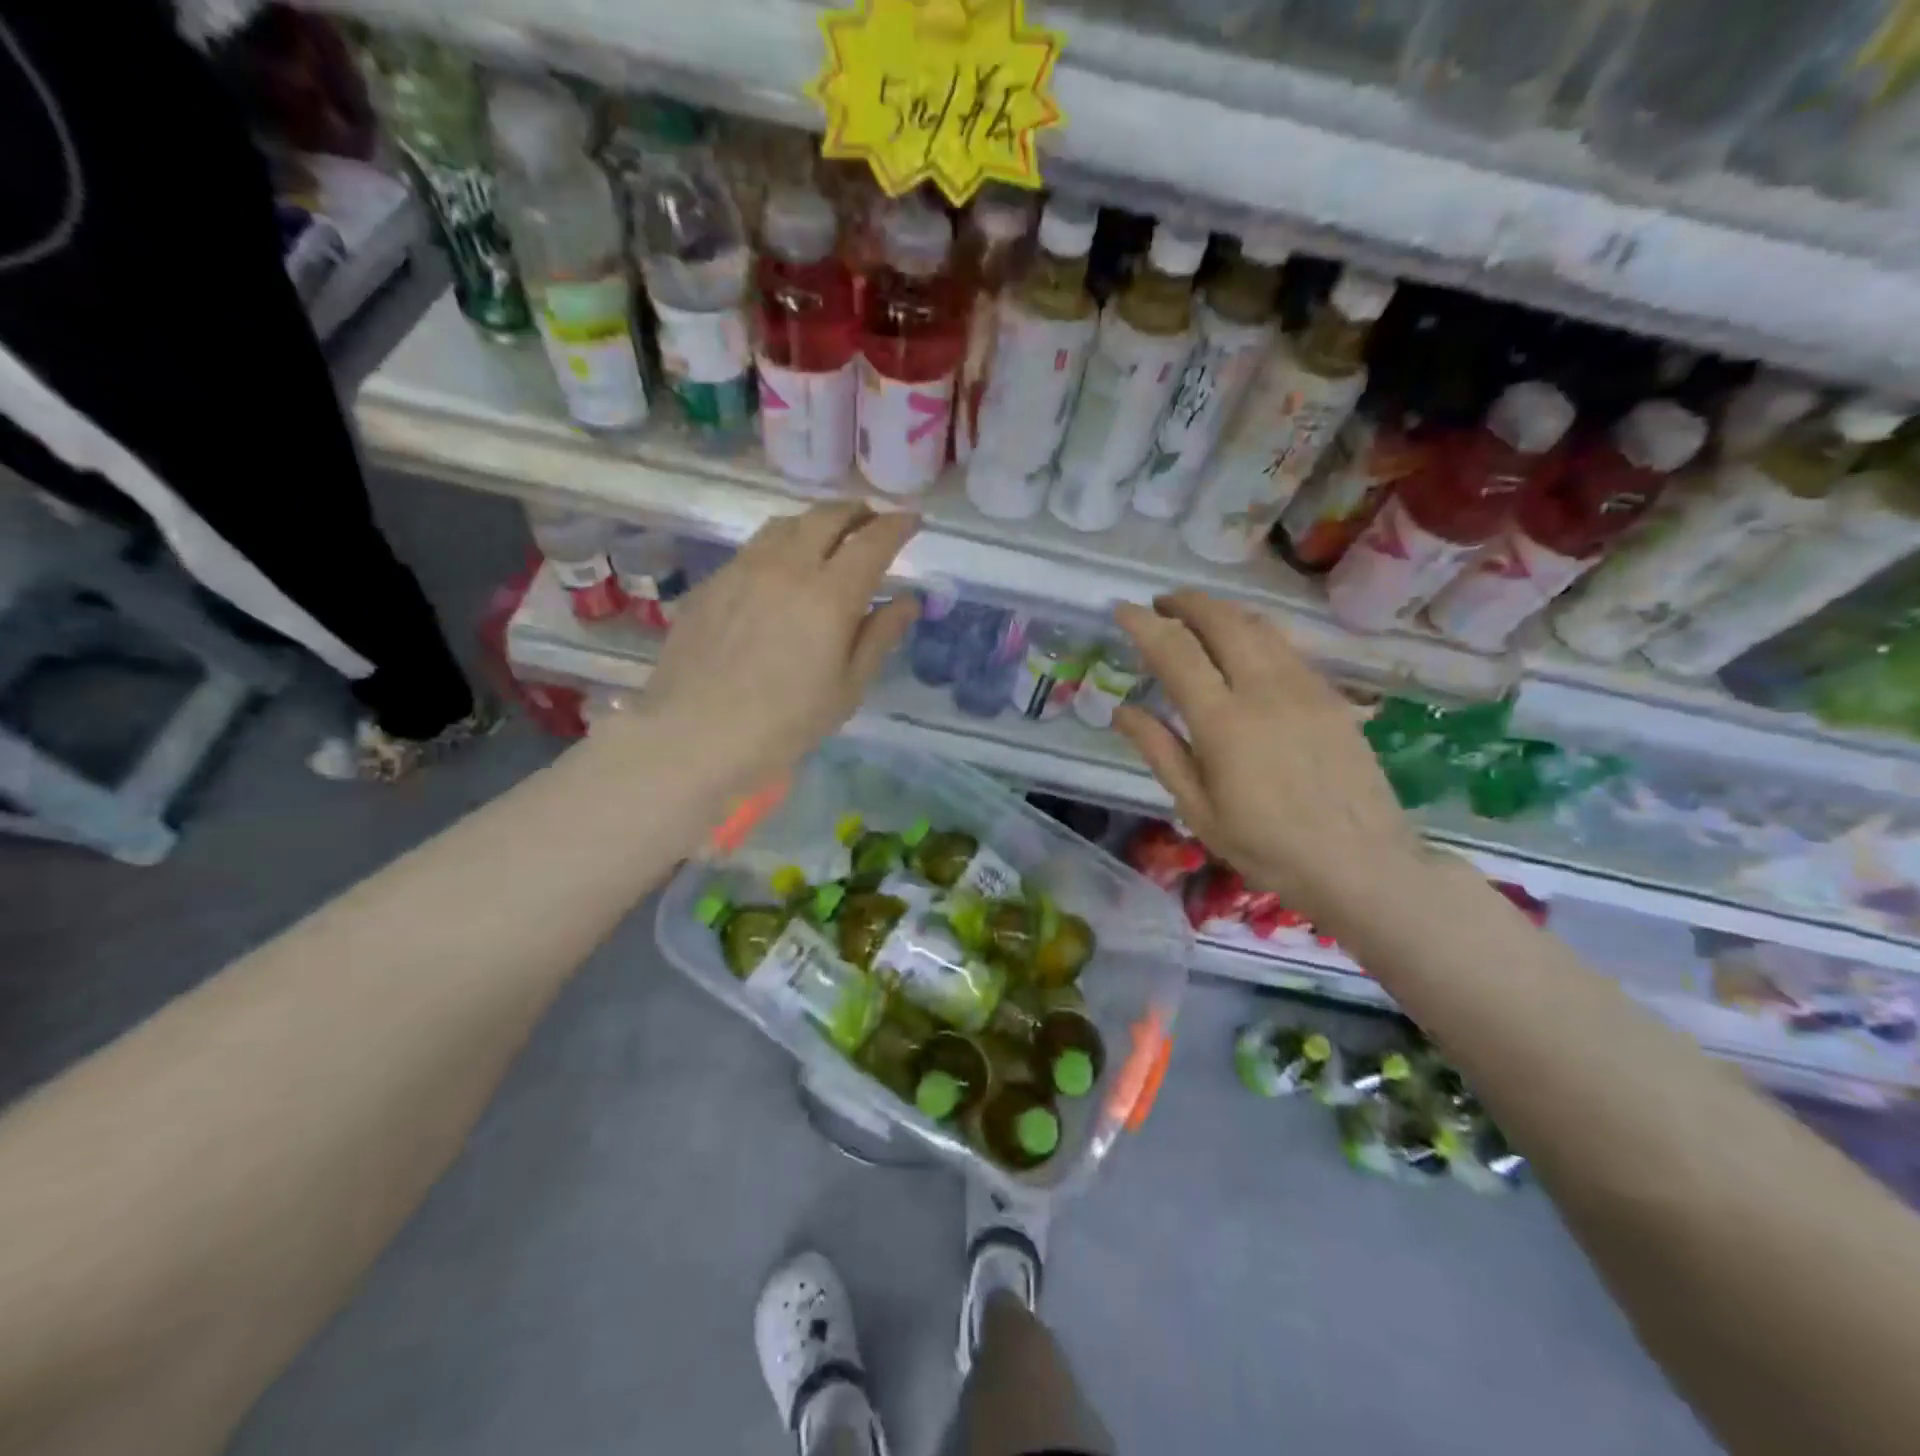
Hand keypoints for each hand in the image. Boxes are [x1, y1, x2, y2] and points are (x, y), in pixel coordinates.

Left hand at [631, 502, 919, 785]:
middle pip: (827, 517)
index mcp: (830, 594)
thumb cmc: (786, 722)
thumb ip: (880, 637)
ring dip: (817, 521)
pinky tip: (781, 569)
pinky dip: (781, 543)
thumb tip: (908, 600)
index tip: (912, 521)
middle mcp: (787, 566)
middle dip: (857, 512)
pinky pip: (754, 547)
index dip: (898, 525)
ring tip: (829, 536)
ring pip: (786, 524)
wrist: (695, 734)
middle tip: (872, 521)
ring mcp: (743, 569)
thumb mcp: (848, 688)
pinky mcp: (712, 581)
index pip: (873, 541)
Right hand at [1112, 591, 1423, 926]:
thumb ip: (1159, 751)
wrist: (1362, 863)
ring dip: (1221, 611)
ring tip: (1197, 617)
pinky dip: (1254, 632)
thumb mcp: (1198, 809)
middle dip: (1185, 603)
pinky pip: (1286, 646)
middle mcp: (1265, 689)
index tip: (1121, 610)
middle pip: (1222, 620)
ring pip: (1258, 625)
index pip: (1175, 651)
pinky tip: (1244, 648)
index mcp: (1223, 721)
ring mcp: (1305, 687)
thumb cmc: (1267, 846)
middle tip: (1160, 605)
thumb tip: (1121, 710)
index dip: (1143, 624)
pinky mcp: (1332, 695)